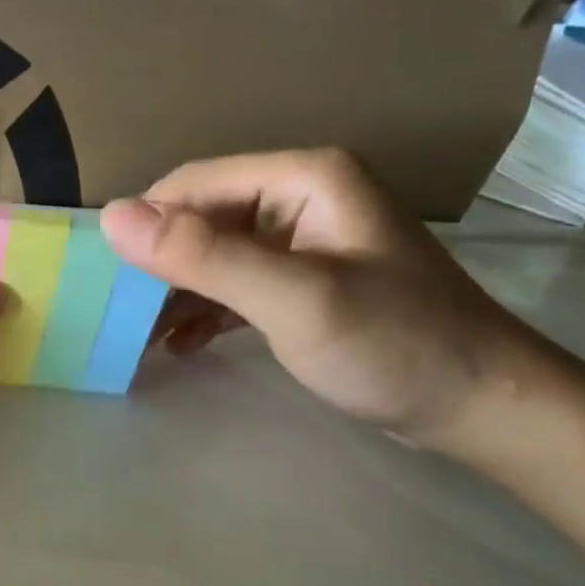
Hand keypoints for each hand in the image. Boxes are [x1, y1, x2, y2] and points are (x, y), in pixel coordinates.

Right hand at [100, 149, 547, 452]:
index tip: (104, 279)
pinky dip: (205, 312)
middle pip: (202, 218)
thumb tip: (111, 217)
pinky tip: (180, 346)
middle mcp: (299, 199)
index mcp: (302, 179)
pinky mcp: (304, 284)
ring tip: (137, 337)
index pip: (194, 184)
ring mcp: (302, 244)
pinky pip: (236, 286)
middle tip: (116, 315)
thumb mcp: (293, 299)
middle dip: (157, 265)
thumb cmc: (392, 344)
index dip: (145, 225)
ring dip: (175, 293)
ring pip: (214, 255)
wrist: (480, 406)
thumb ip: (204, 256)